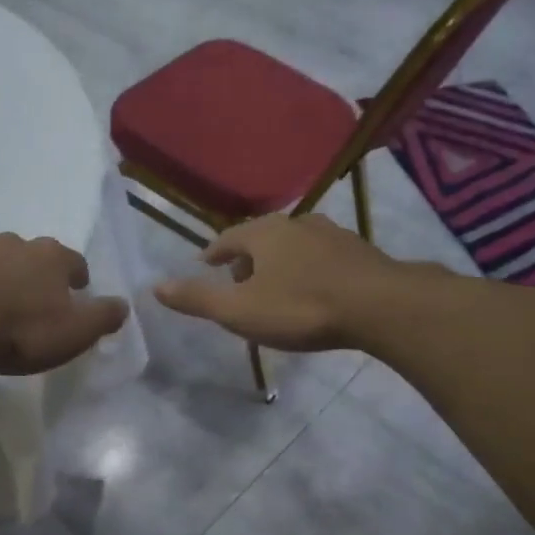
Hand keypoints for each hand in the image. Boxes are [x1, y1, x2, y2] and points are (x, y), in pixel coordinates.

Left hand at [0, 234, 129, 376]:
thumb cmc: (20, 330)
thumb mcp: (75, 332)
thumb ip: (102, 317)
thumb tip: (123, 305)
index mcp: (49, 257)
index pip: (73, 260)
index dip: (77, 276)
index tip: (77, 291)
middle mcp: (11, 245)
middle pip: (30, 255)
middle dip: (35, 274)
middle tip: (35, 300)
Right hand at [153, 214, 399, 351]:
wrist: (379, 306)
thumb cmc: (301, 307)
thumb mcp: (240, 311)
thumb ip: (198, 299)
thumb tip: (155, 287)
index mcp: (263, 233)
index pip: (227, 238)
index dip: (213, 253)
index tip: (205, 265)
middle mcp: (296, 224)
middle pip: (262, 238)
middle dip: (247, 258)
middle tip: (238, 281)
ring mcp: (332, 235)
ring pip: (294, 245)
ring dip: (280, 262)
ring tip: (275, 285)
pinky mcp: (359, 252)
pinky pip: (322, 257)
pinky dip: (309, 269)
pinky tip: (315, 289)